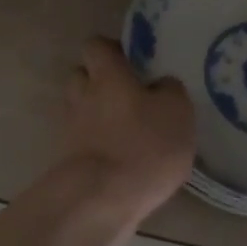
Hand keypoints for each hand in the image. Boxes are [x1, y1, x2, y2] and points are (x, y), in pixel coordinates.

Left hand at [61, 38, 195, 220]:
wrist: (101, 200)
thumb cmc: (144, 145)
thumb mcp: (177, 111)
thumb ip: (170, 90)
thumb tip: (160, 84)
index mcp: (106, 74)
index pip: (96, 45)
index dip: (112, 49)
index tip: (133, 61)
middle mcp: (82, 95)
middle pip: (82, 76)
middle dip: (100, 82)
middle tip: (130, 95)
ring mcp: (71, 129)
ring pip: (82, 110)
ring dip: (99, 115)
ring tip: (128, 130)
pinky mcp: (69, 160)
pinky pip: (84, 142)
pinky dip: (99, 145)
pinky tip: (122, 159)